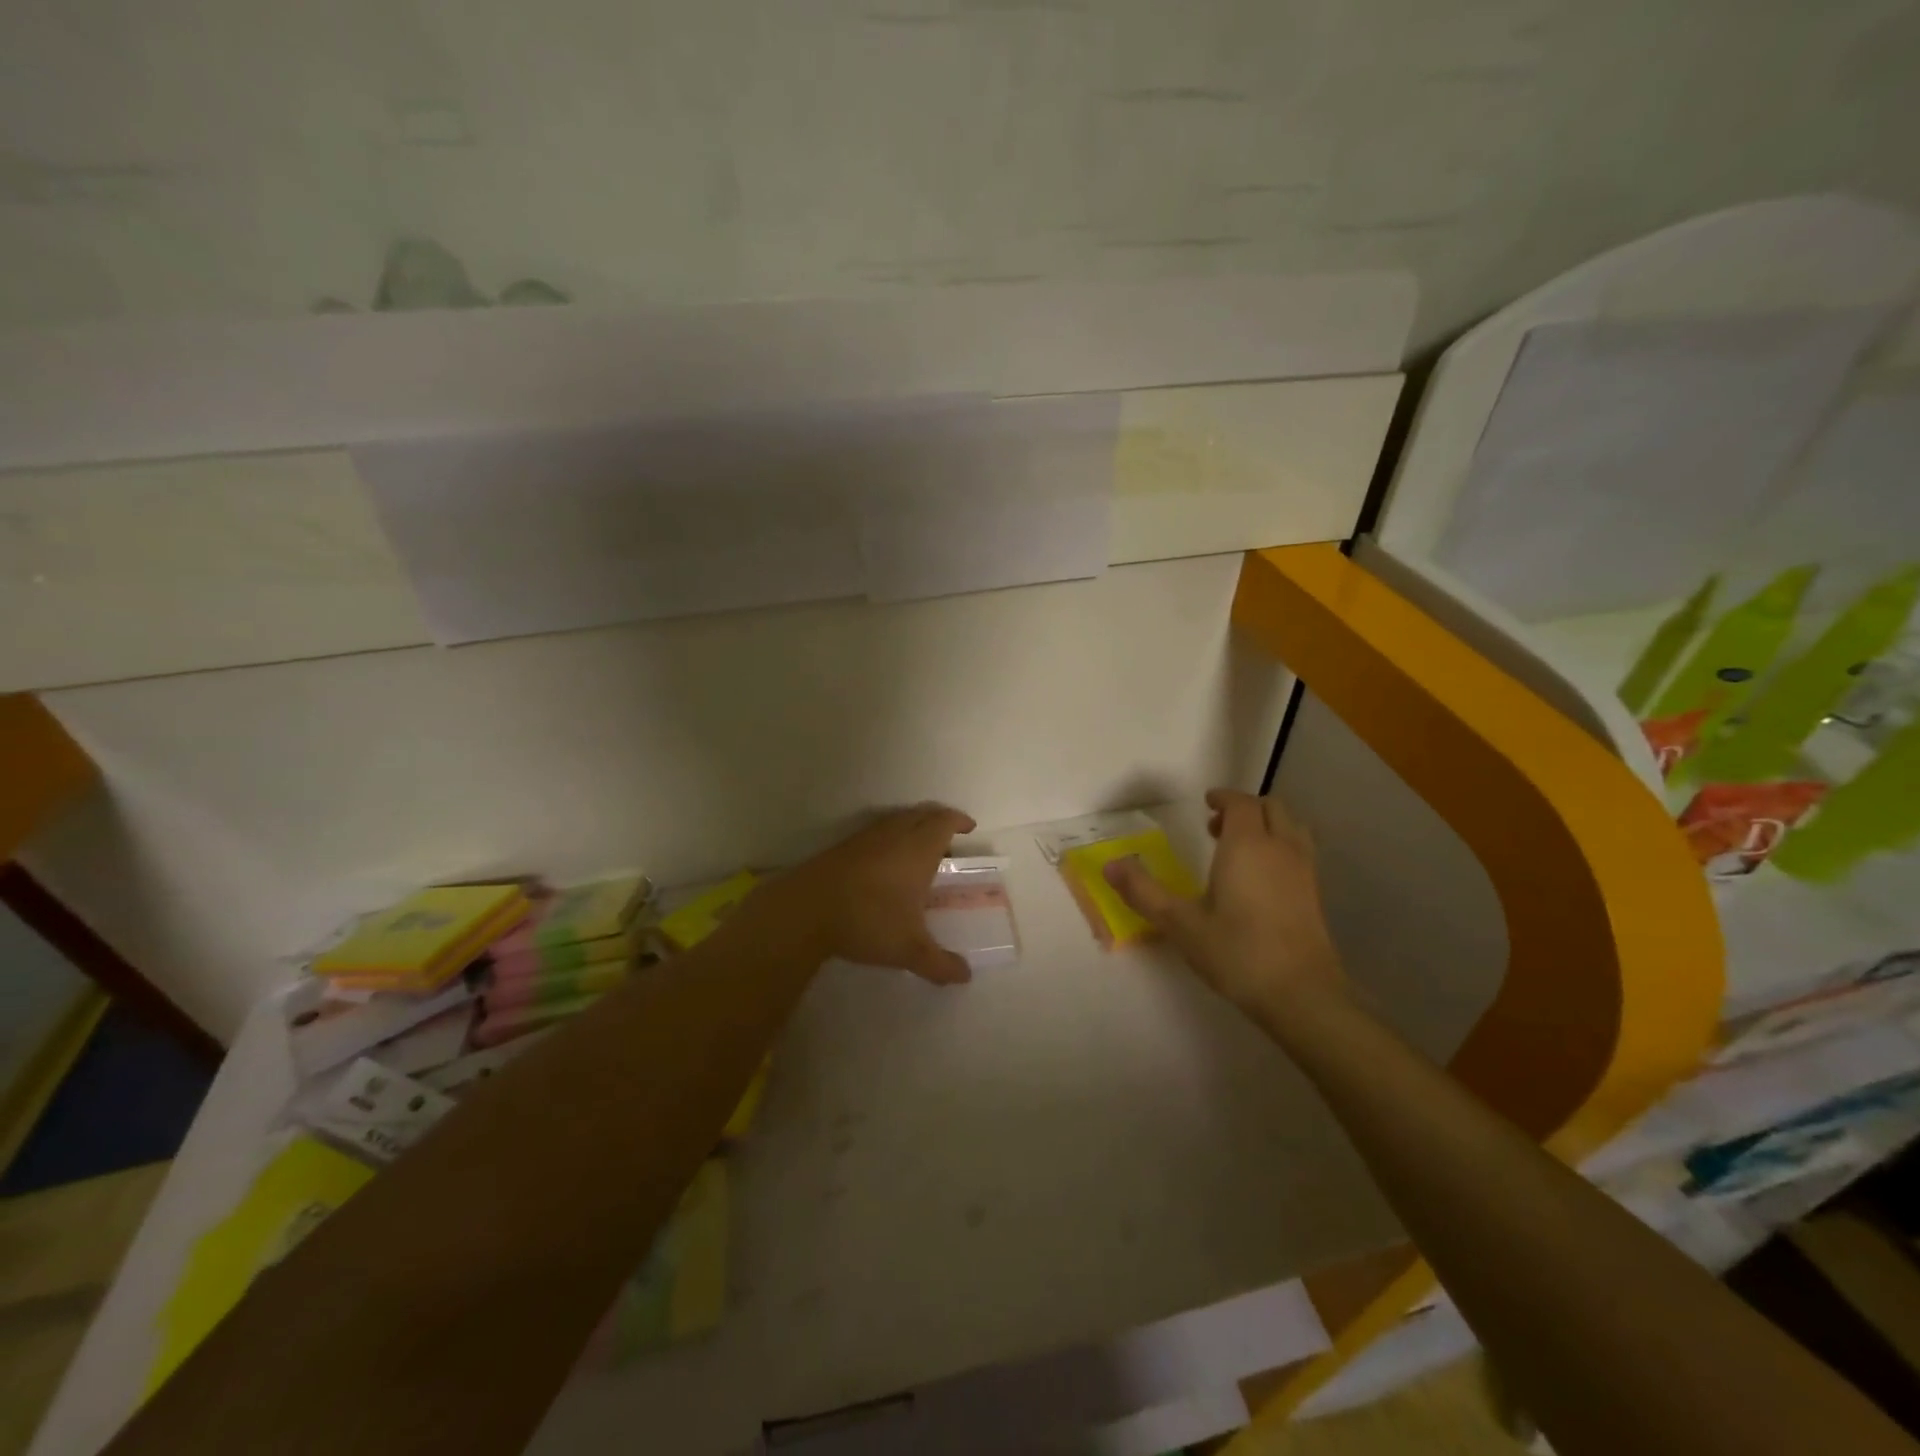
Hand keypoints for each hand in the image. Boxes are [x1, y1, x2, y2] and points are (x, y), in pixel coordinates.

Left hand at [762, 803, 977, 984]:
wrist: (805, 910)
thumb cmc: (867, 921)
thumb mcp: (908, 949)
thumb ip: (939, 963)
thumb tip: (965, 976)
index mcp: (917, 850)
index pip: (944, 821)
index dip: (958, 820)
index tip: (969, 827)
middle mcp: (894, 835)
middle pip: (922, 814)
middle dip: (939, 819)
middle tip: (949, 837)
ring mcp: (866, 838)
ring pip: (897, 819)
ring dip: (914, 826)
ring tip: (920, 849)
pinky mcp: (843, 847)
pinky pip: (876, 831)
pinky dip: (891, 836)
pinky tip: (886, 862)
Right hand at [1105, 789, 1344, 1019]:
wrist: (1302, 994)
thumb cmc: (1237, 952)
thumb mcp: (1180, 923)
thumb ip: (1143, 891)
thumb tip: (1109, 866)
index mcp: (1247, 845)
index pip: (1240, 803)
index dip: (1223, 798)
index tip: (1206, 803)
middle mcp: (1280, 848)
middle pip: (1271, 808)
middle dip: (1244, 809)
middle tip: (1216, 826)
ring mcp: (1303, 870)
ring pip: (1290, 827)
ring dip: (1266, 825)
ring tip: (1239, 848)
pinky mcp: (1315, 894)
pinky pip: (1299, 851)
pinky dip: (1280, 847)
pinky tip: (1260, 878)